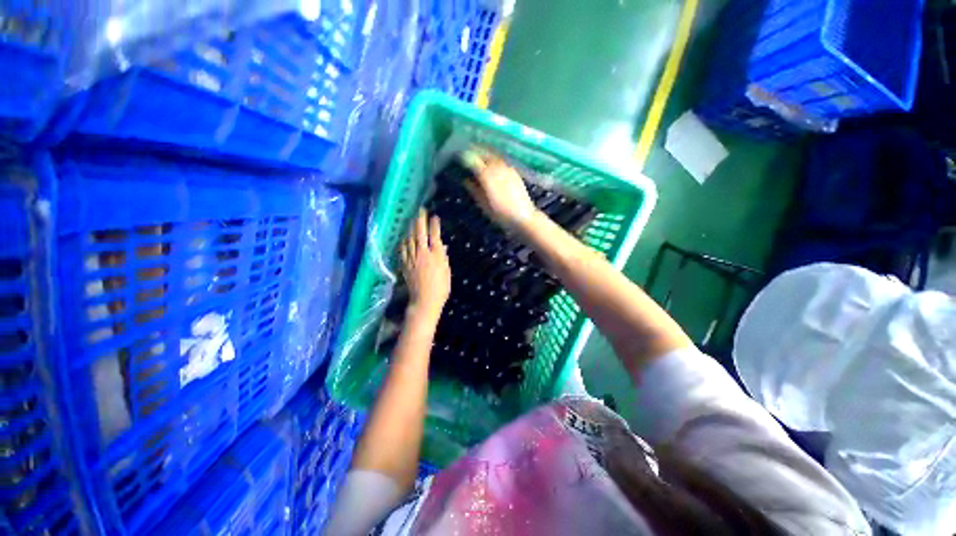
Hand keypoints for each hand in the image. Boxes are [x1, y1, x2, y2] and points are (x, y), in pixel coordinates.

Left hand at [400, 209, 450, 317]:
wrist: (425, 300)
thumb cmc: (441, 287)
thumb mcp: (446, 271)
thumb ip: (443, 257)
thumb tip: (441, 246)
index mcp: (435, 255)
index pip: (434, 235)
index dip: (434, 225)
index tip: (435, 216)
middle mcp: (422, 253)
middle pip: (420, 233)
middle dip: (420, 220)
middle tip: (420, 211)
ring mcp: (412, 259)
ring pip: (409, 239)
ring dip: (411, 228)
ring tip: (412, 220)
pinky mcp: (405, 265)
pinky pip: (403, 250)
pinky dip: (404, 242)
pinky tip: (404, 238)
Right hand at [461, 151, 536, 230]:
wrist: (523, 216)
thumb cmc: (501, 214)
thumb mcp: (484, 205)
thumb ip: (474, 191)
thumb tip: (465, 180)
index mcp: (487, 176)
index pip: (474, 161)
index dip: (466, 157)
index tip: (460, 155)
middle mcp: (497, 168)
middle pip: (485, 154)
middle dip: (476, 151)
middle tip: (468, 151)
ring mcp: (507, 169)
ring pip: (494, 156)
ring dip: (486, 153)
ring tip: (479, 154)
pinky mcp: (515, 172)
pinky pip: (502, 161)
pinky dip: (495, 159)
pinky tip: (493, 162)